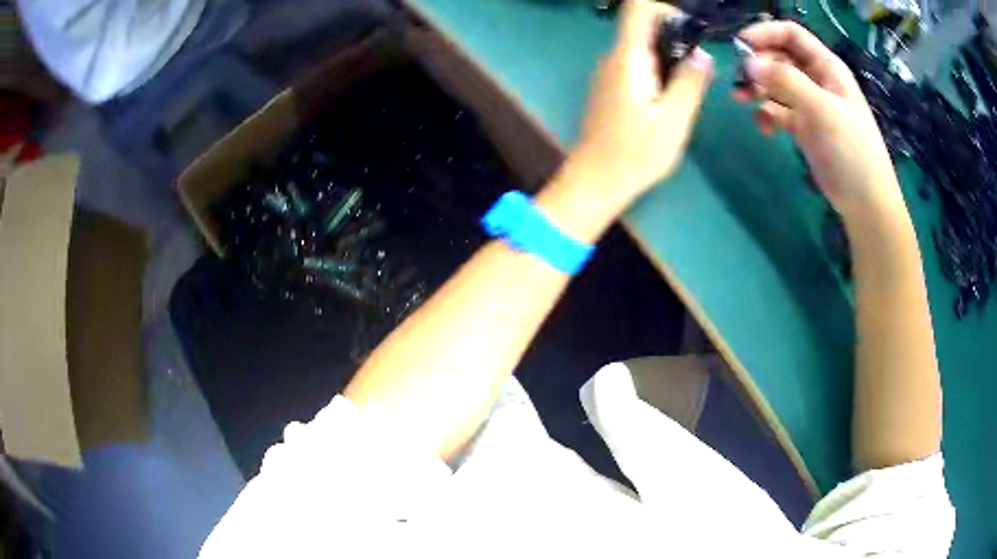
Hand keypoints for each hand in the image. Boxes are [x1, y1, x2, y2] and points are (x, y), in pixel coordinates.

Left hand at [569, 0, 713, 202]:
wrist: (596, 181)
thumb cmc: (636, 153)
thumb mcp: (675, 119)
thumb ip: (690, 82)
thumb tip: (703, 54)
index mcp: (627, 57)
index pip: (638, 8)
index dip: (666, 10)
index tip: (691, 34)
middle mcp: (613, 57)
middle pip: (644, 28)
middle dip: (676, 40)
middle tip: (698, 73)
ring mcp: (608, 73)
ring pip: (642, 49)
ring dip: (669, 60)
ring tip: (686, 92)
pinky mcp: (609, 88)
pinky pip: (636, 66)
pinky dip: (657, 73)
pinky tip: (668, 102)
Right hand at [735, 21, 906, 222]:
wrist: (866, 203)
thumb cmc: (852, 151)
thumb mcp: (822, 110)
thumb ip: (786, 82)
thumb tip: (747, 63)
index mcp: (826, 67)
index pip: (791, 34)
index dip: (765, 33)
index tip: (739, 46)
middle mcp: (817, 80)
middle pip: (779, 57)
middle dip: (757, 64)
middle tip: (740, 81)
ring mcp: (810, 104)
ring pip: (775, 83)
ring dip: (757, 88)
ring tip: (741, 101)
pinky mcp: (804, 127)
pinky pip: (778, 111)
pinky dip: (766, 115)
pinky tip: (763, 128)